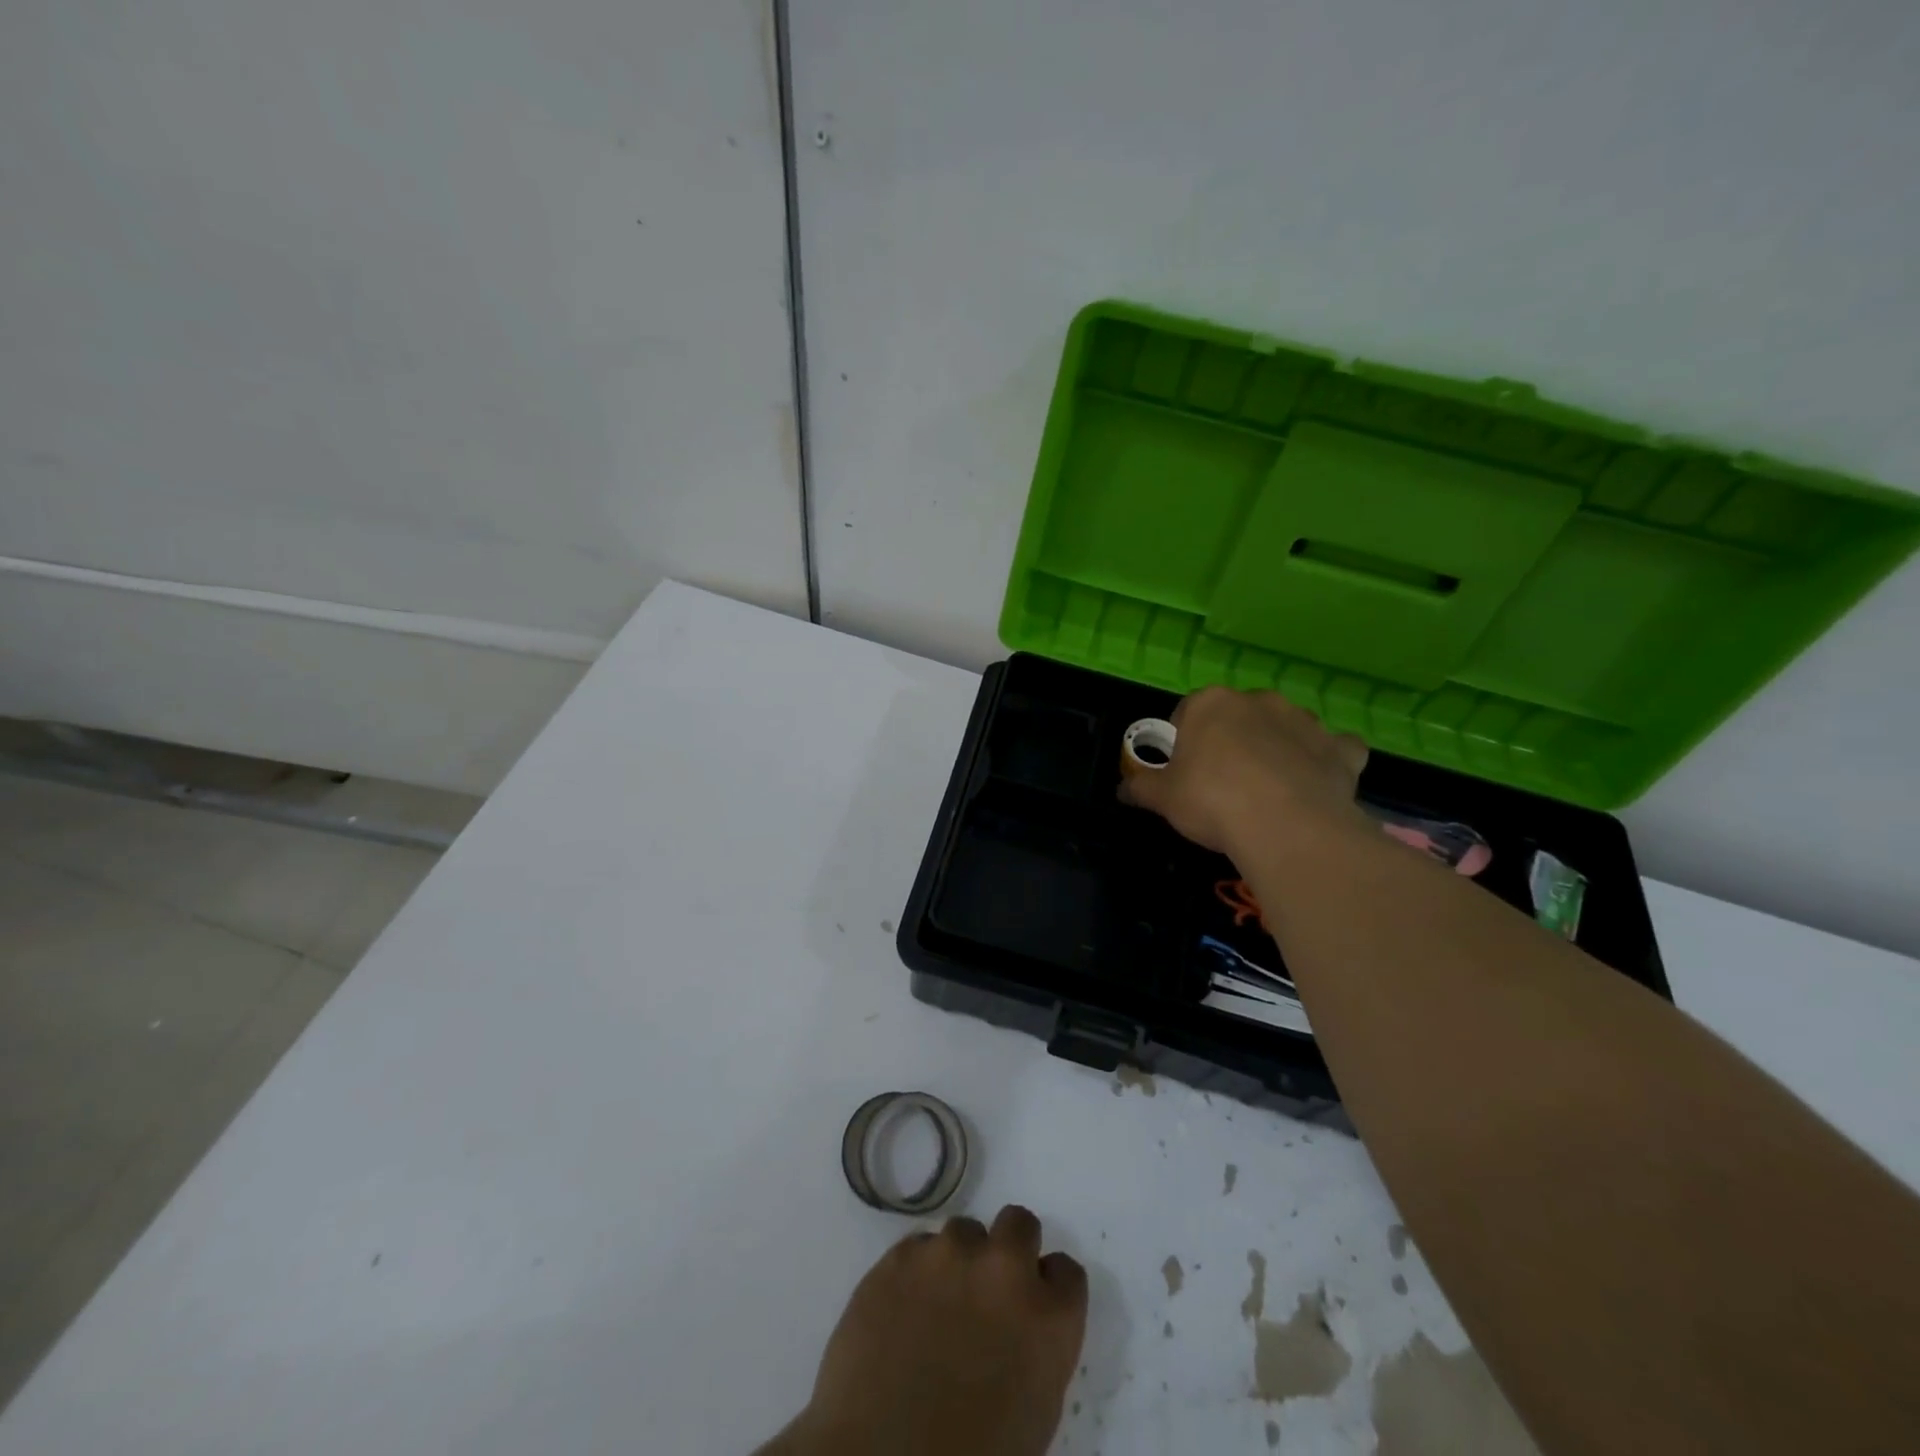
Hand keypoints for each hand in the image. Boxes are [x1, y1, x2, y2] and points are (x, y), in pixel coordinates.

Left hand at [763, 1207, 1087, 1455]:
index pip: (1066, 1271)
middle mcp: (1004, 1267)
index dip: (1048, 1288)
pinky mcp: (900, 1255)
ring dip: (958, 1260)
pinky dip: (916, 1271)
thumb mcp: (1033, 1410)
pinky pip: (917, 1246)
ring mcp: (948, 1254)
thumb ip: (1036, 1348)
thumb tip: (1021, 1328)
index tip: (1032, 1306)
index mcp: (1049, 1316)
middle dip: (1009, 1248)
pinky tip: (903, 1309)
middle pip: (1019, 1224)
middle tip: (989, 1288)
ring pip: (963, 1231)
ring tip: (937, 1304)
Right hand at [1119, 686, 1369, 856]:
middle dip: (1232, 740)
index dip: (1184, 742)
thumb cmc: (1211, 800)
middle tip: (1224, 781)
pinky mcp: (1340, 749)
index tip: (1184, 771)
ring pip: (1287, 728)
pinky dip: (1328, 761)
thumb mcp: (1162, 797)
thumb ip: (1140, 787)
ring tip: (1270, 789)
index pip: (1187, 712)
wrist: (1285, 825)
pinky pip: (1335, 749)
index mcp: (1210, 704)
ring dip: (1278, 747)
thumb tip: (1122, 788)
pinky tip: (1317, 784)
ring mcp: (1305, 722)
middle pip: (1239, 717)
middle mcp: (1259, 701)